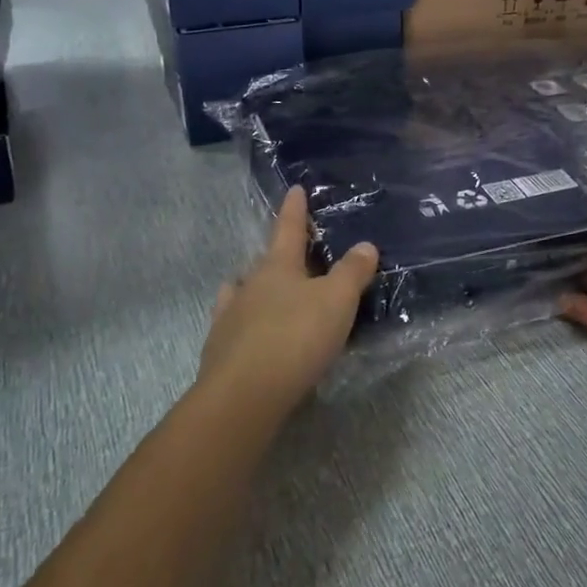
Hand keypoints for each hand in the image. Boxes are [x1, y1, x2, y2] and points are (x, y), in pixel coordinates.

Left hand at [199, 187, 378, 415]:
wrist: (243, 397)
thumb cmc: (295, 338)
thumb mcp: (337, 301)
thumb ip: (352, 272)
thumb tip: (365, 244)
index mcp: (278, 267)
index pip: (289, 229)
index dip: (295, 209)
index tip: (295, 190)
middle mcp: (249, 286)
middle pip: (264, 262)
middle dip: (277, 255)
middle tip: (294, 255)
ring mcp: (230, 319)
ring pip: (242, 293)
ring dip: (255, 290)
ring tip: (268, 294)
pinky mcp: (221, 353)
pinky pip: (235, 328)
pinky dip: (247, 325)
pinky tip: (254, 336)